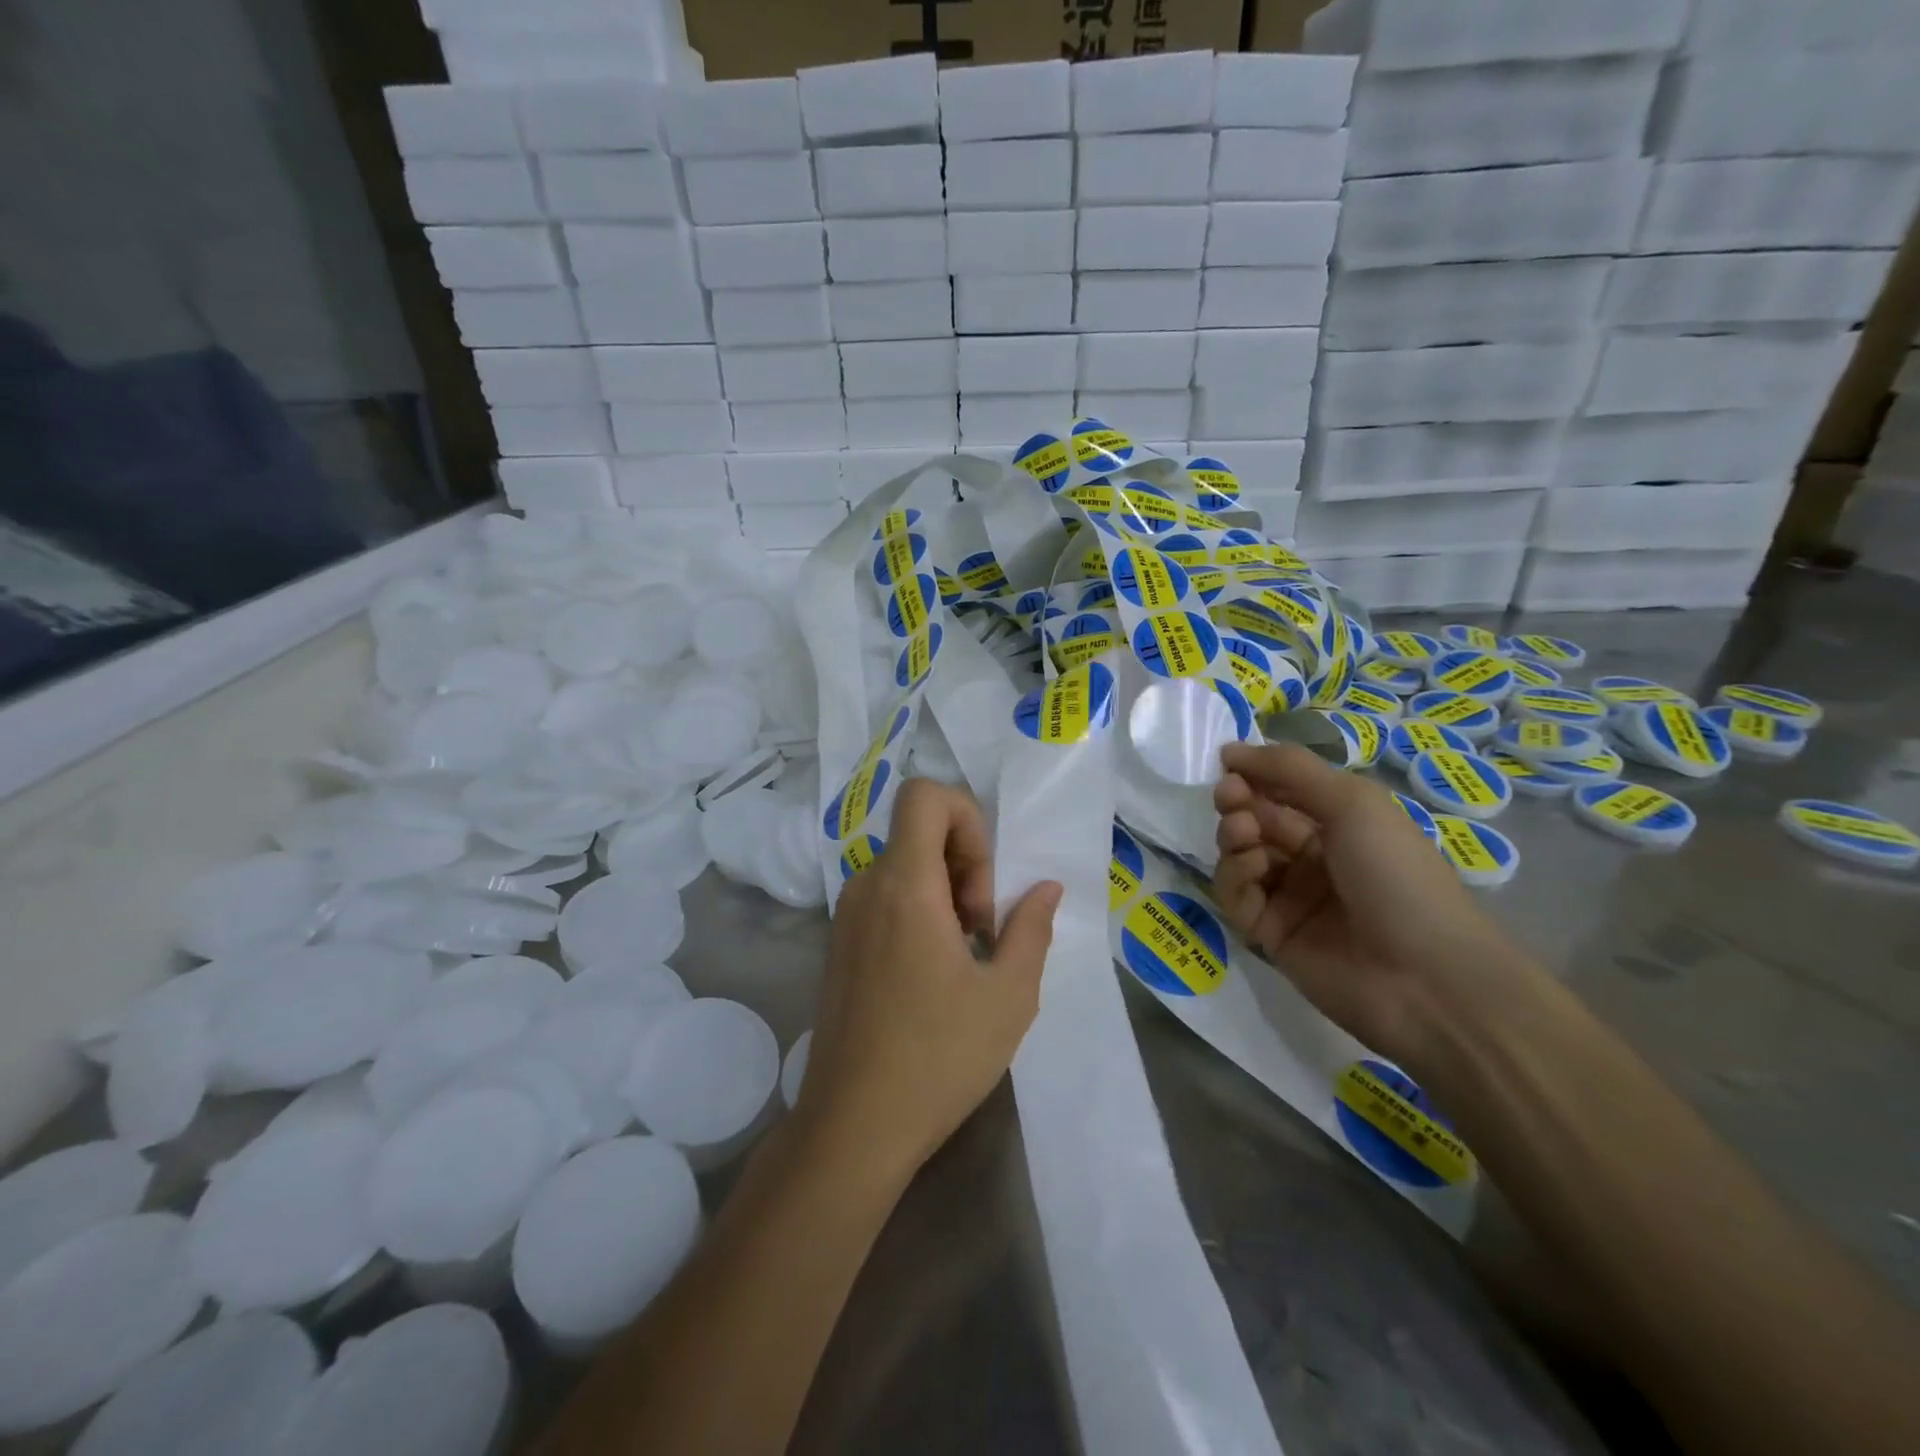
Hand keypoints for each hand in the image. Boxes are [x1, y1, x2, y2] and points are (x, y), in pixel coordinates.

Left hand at [798, 778, 1062, 1182]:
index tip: (983, 886)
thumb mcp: (1008, 996)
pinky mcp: (839, 944)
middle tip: (982, 932)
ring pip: (905, 866)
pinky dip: (918, 912)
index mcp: (904, 886)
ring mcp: (846, 916)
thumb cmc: (938, 1058)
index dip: (967, 819)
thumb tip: (1045, 888)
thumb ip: (1032, 929)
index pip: (924, 796)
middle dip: (965, 865)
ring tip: (964, 957)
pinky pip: (886, 898)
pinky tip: (933, 974)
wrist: (852, 1126)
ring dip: (944, 892)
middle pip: (920, 832)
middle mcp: (867, 887)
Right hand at [1213, 742, 1525, 1070]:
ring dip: (1234, 837)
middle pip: (1257, 820)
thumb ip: (1292, 770)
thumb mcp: (1354, 803)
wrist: (1427, 979)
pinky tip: (1251, 870)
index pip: (1284, 791)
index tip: (1228, 764)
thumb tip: (1231, 748)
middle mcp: (1314, 858)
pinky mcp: (1271, 934)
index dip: (1255, 775)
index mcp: (1341, 825)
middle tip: (1229, 798)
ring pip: (1241, 856)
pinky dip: (1234, 877)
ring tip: (1244, 834)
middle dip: (1238, 803)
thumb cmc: (1398, 875)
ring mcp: (1291, 897)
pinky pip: (1237, 896)